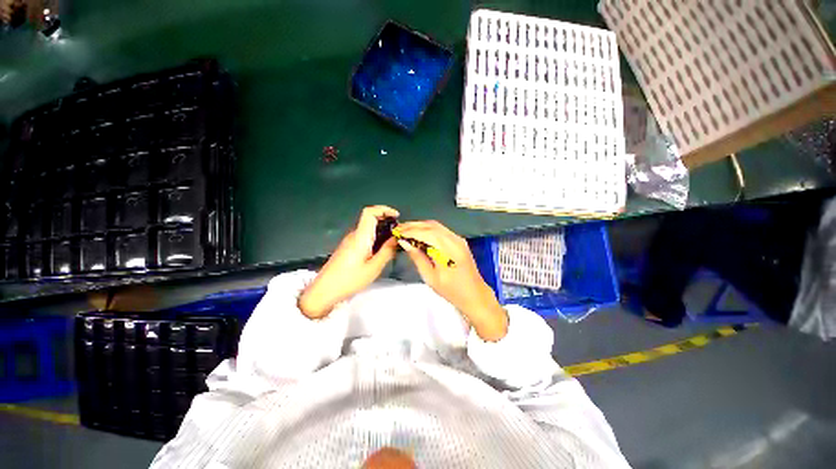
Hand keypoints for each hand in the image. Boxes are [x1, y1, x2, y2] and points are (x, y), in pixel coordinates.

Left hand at [299, 206, 399, 318]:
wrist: (324, 290)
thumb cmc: (350, 279)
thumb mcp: (373, 268)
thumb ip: (387, 251)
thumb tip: (397, 238)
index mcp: (360, 236)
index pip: (369, 212)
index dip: (383, 209)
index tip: (396, 216)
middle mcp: (354, 234)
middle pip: (370, 218)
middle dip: (386, 220)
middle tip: (399, 232)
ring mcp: (350, 240)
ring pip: (368, 228)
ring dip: (382, 230)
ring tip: (394, 242)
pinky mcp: (348, 247)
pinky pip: (365, 236)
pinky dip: (376, 237)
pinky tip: (382, 250)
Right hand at [396, 221, 507, 340]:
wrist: (474, 295)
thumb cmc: (451, 291)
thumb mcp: (431, 277)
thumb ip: (418, 257)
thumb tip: (404, 243)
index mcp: (448, 250)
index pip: (426, 233)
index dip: (410, 231)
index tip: (397, 232)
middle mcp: (455, 240)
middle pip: (431, 225)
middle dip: (414, 225)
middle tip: (399, 229)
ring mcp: (458, 239)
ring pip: (436, 225)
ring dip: (421, 226)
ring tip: (406, 230)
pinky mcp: (459, 241)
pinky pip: (442, 230)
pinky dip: (429, 229)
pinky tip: (419, 234)